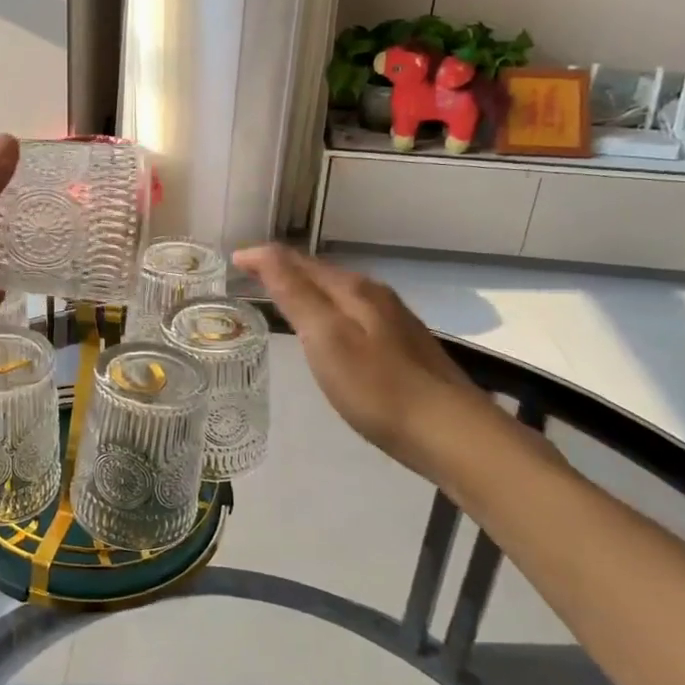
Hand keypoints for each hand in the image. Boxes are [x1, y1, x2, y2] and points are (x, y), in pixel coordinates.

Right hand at [233, 244, 492, 477]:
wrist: (450, 432)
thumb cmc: (377, 387)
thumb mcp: (326, 337)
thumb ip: (294, 293)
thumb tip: (263, 251)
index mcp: (353, 290)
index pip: (299, 261)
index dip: (265, 257)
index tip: (233, 260)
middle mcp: (374, 295)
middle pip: (321, 273)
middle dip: (284, 269)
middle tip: (250, 276)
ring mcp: (392, 320)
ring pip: (339, 293)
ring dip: (307, 289)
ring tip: (280, 297)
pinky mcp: (402, 346)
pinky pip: (353, 313)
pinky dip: (328, 310)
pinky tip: (327, 331)